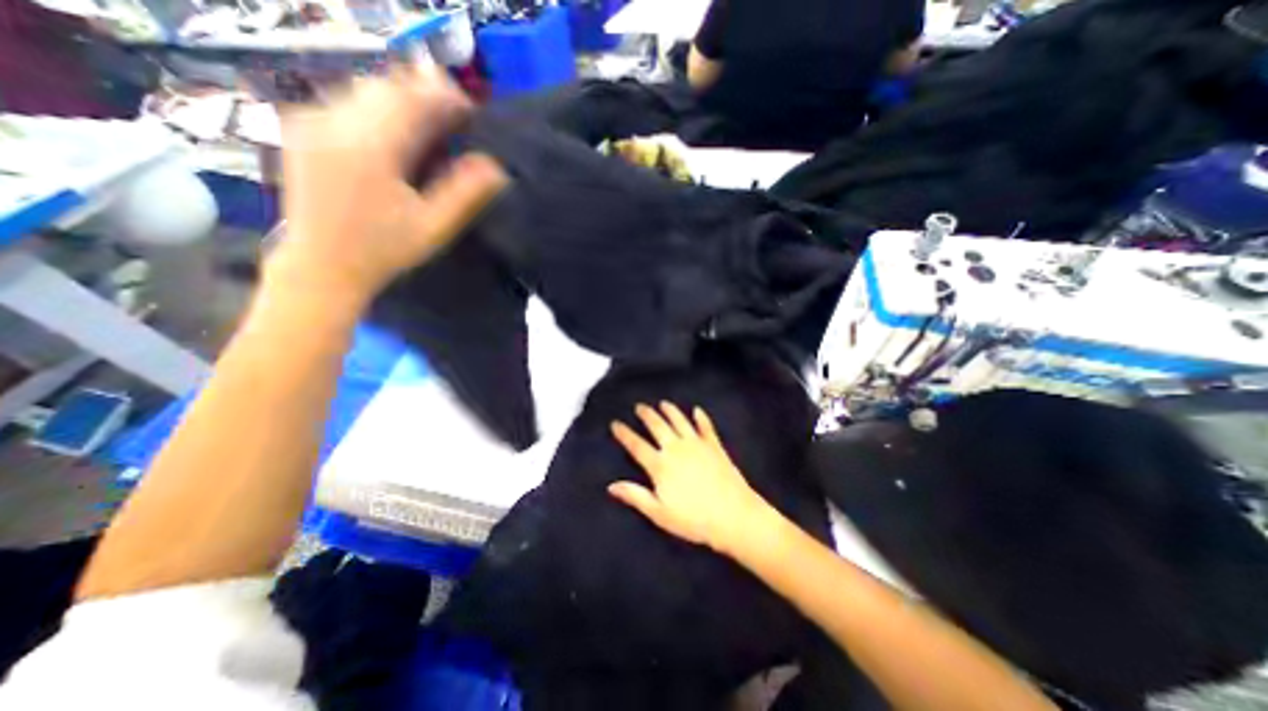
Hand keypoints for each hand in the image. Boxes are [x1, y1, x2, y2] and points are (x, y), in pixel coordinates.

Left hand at [266, 65, 509, 307]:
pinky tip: (395, 136)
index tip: (471, 111)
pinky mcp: (301, 128)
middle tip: (455, 118)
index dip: (446, 96)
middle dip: (425, 93)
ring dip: (402, 100)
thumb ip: (465, 194)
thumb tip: (496, 167)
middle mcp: (332, 122)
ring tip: (430, 126)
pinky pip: (347, 102)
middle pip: (387, 86)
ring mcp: (310, 121)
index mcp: (368, 148)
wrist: (321, 266)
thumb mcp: (434, 227)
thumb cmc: (384, 251)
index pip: (412, 98)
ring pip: (365, 89)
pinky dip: (379, 109)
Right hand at [607, 402, 766, 552]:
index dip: (624, 434)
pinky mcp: (714, 446)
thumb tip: (611, 486)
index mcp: (661, 465)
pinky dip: (701, 417)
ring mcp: (697, 444)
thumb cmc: (694, 519)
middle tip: (639, 406)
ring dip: (670, 410)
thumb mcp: (659, 513)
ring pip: (680, 421)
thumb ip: (635, 496)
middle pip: (658, 426)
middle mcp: (677, 449)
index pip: (637, 445)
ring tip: (663, 403)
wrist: (733, 515)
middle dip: (647, 415)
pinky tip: (697, 410)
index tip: (615, 423)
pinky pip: (706, 427)